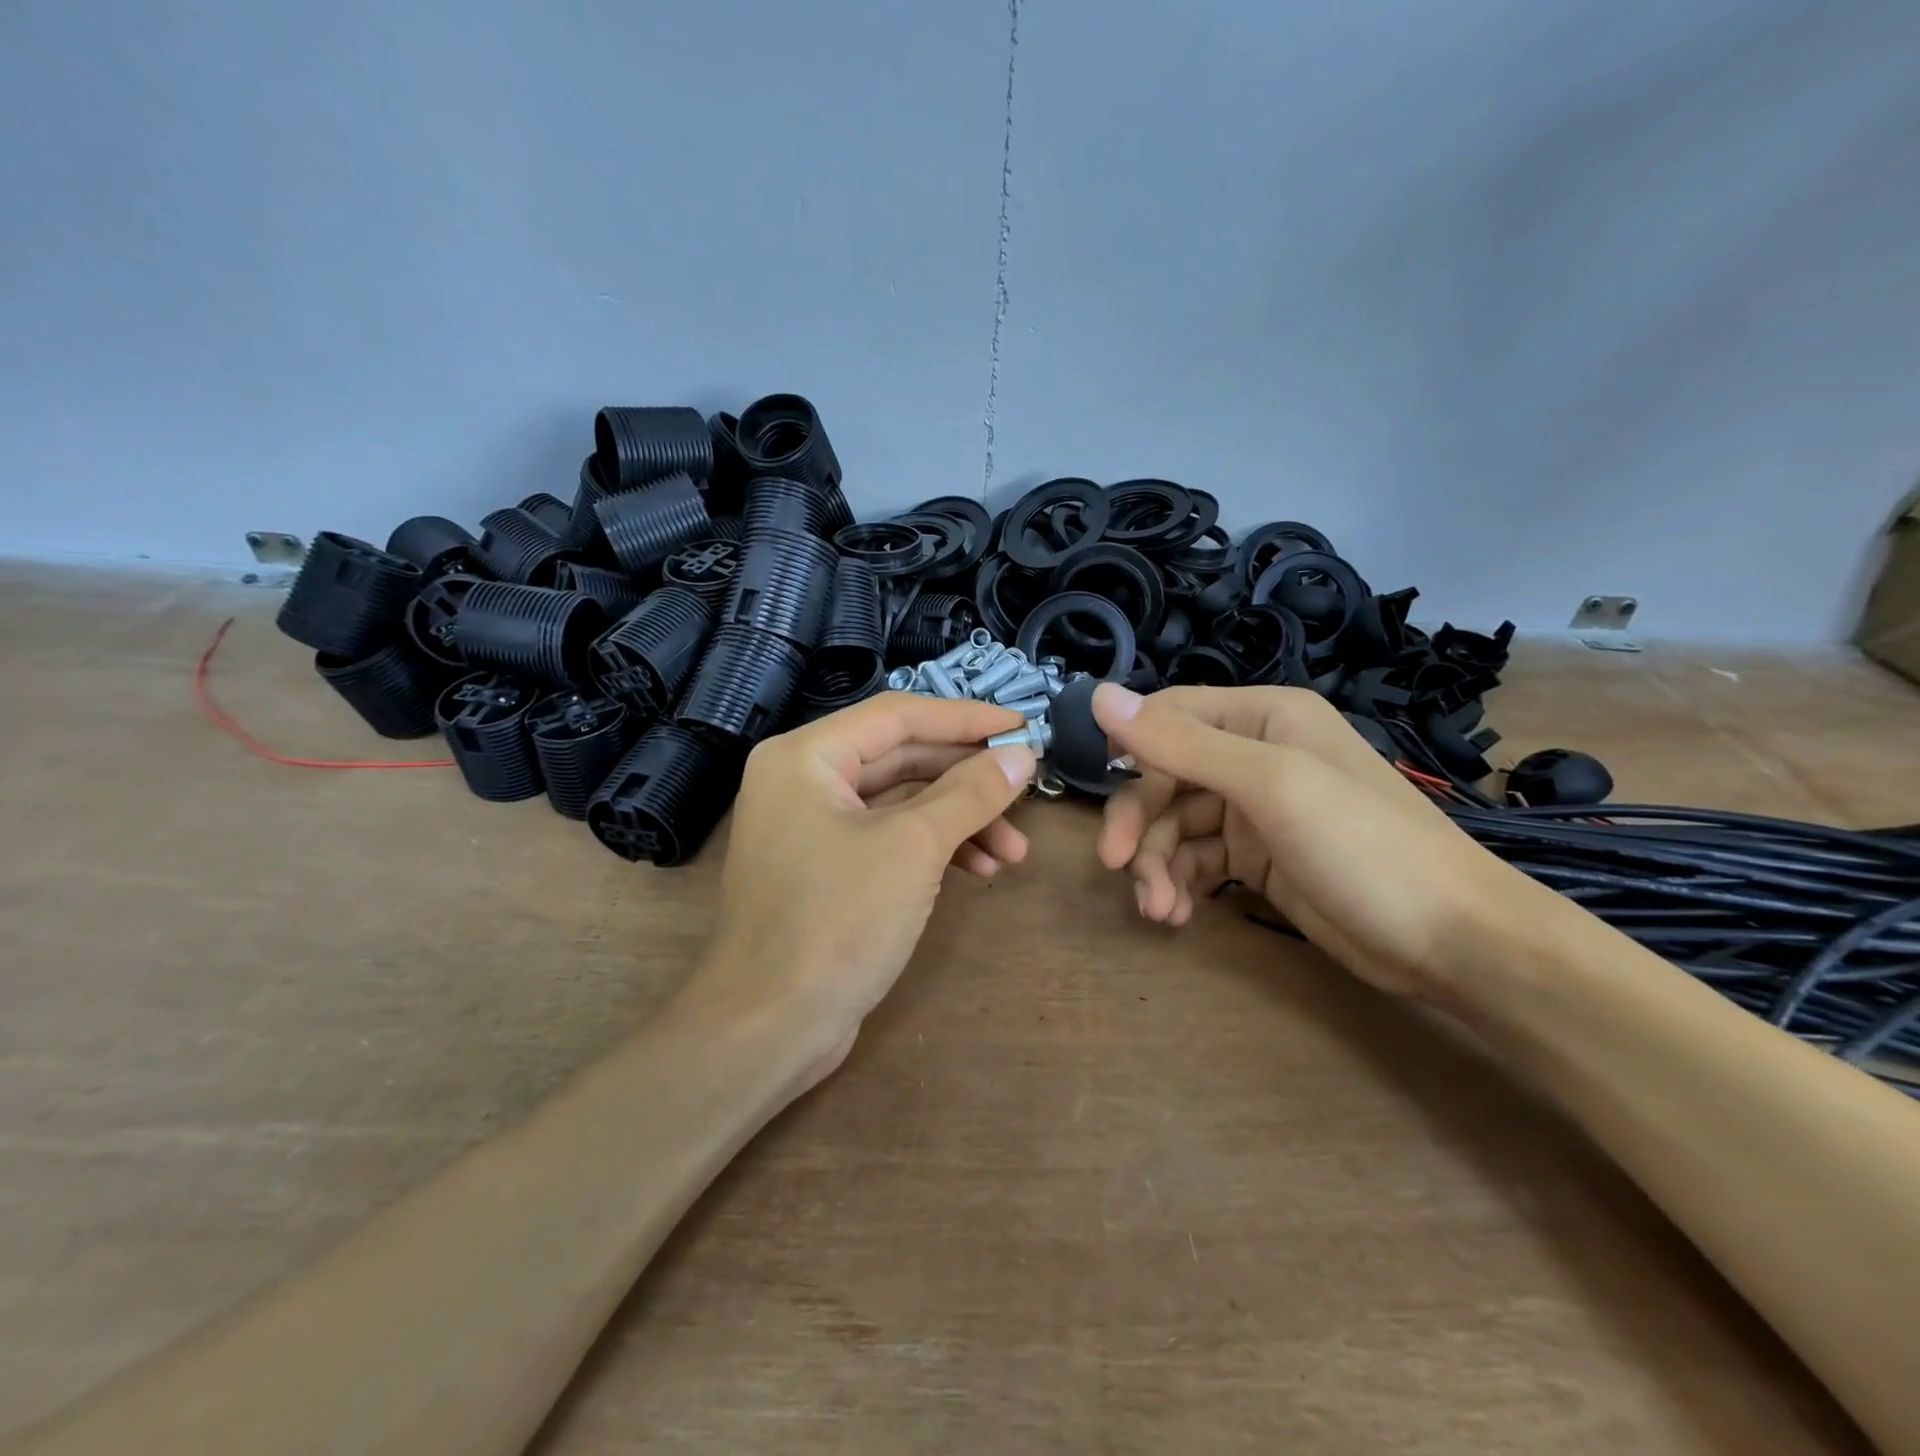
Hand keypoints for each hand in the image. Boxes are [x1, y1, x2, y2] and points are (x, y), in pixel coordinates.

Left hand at [690, 693, 1036, 1079]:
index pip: (899, 715)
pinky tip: (981, 870)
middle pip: (902, 758)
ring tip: (1015, 851)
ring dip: (960, 820)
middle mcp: (803, 780)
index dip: (966, 719)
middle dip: (968, 777)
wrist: (768, 1030)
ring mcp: (812, 827)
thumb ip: (970, 793)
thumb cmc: (836, 921)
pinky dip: (934, 849)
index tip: (1023, 726)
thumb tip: (1021, 755)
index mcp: (806, 756)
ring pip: (901, 803)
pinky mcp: (826, 869)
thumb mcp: (913, 847)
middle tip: (1027, 786)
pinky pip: (889, 838)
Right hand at [1093, 683, 1538, 998]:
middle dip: (1141, 823)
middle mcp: (1255, 754)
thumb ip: (1182, 743)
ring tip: (1158, 909)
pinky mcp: (1257, 858)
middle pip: (1165, 776)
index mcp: (1263, 717)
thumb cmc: (1366, 846)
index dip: (1129, 750)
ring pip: (1175, 824)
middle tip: (1117, 866)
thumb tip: (1097, 695)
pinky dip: (1179, 883)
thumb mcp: (1271, 786)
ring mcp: (1256, 809)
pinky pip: (1196, 859)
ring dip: (1156, 864)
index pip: (1169, 716)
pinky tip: (1178, 914)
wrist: (1453, 943)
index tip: (1101, 791)